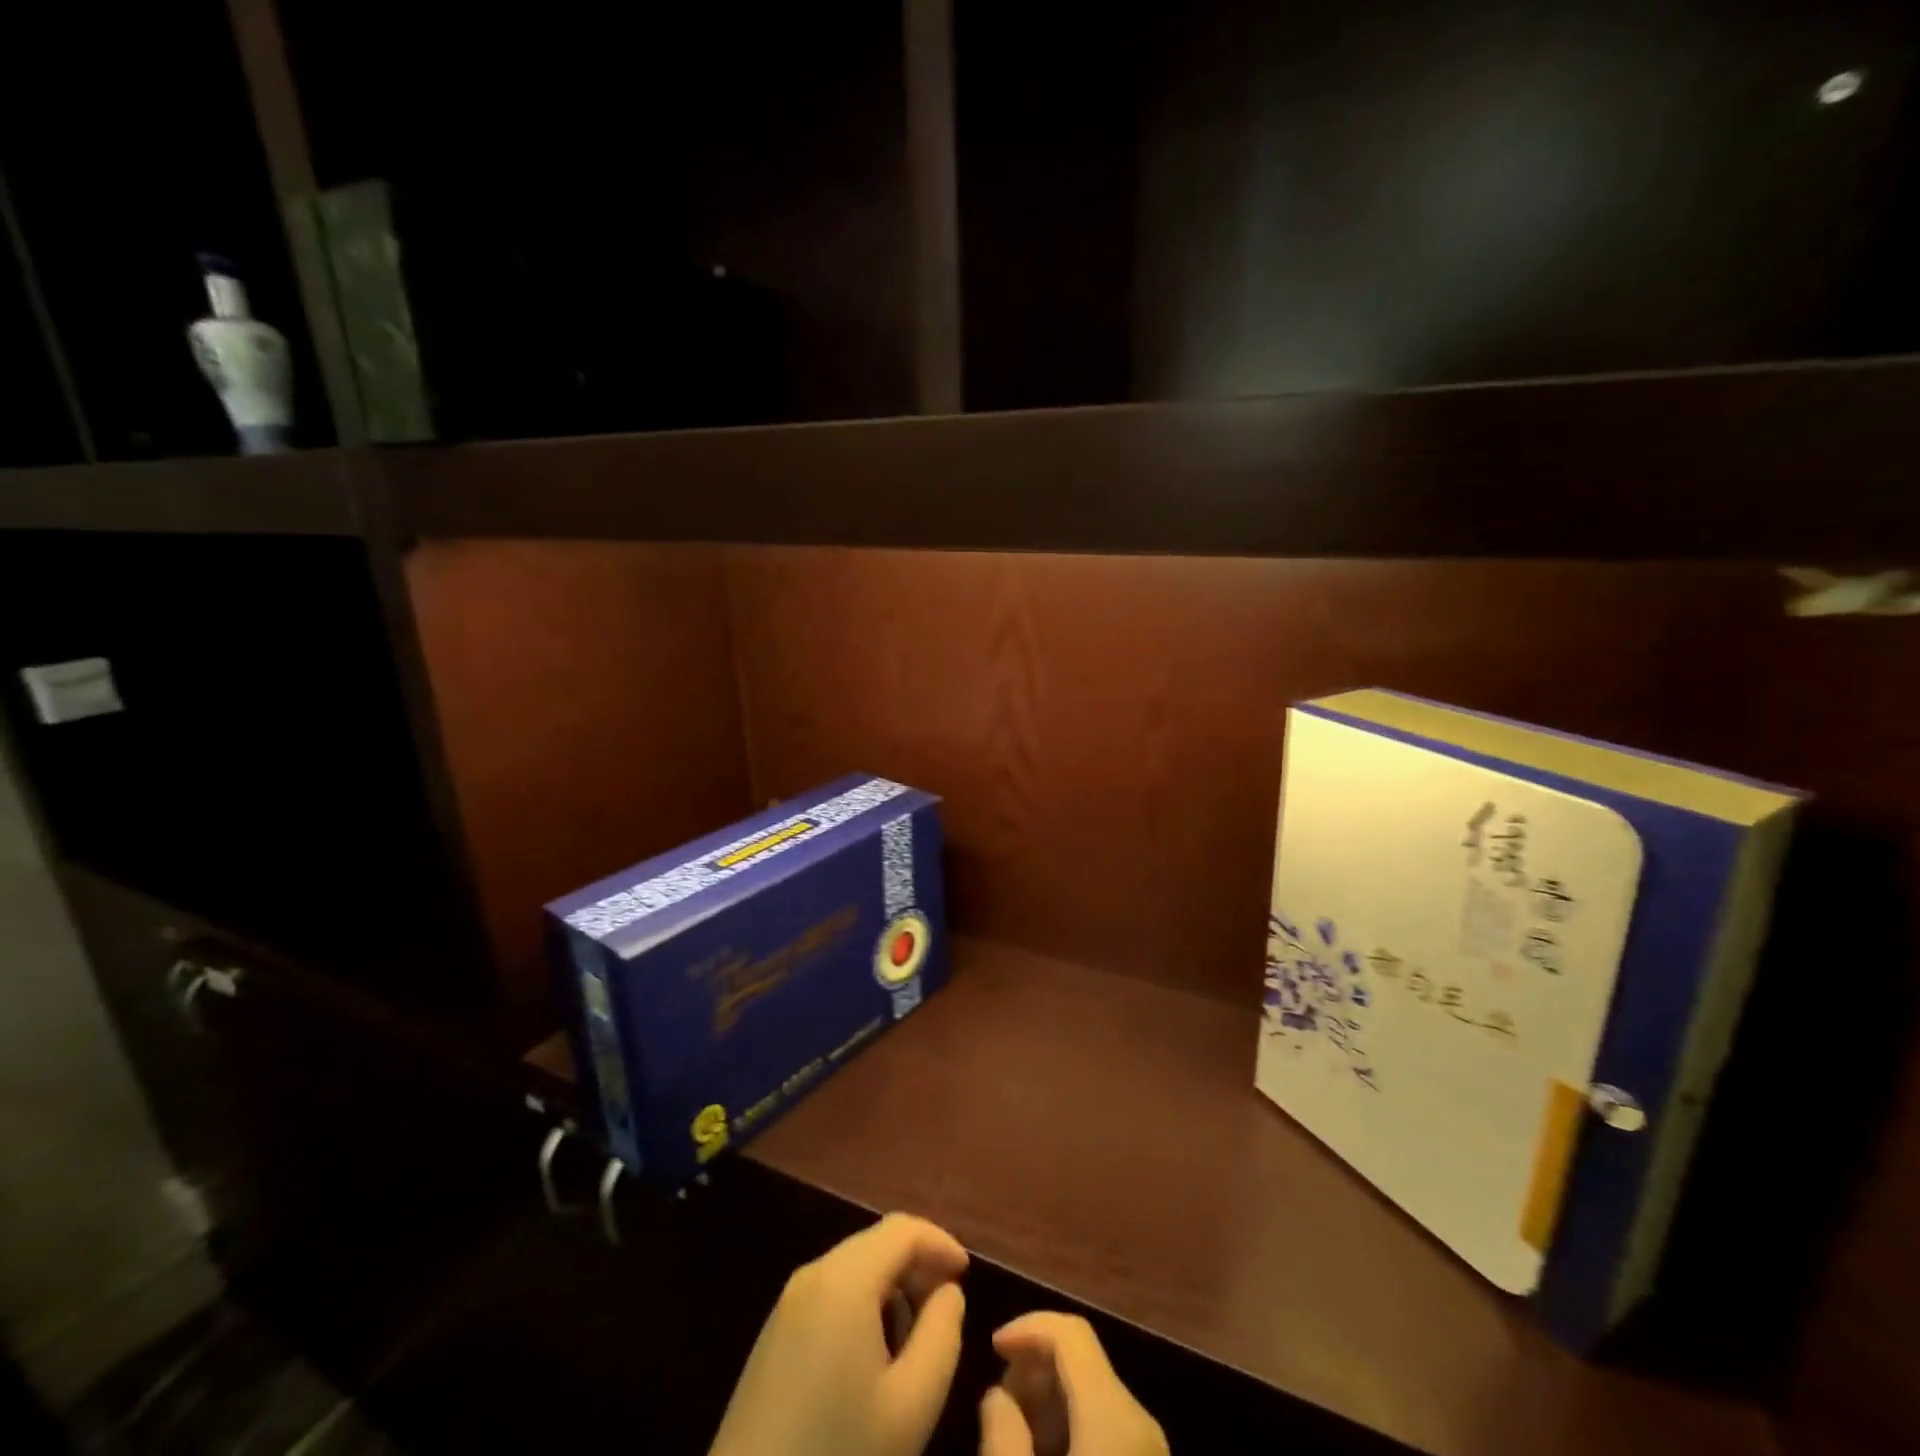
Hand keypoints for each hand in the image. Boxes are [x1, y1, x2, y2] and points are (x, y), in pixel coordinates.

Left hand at [709, 1212, 968, 1455]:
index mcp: (845, 1279)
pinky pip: (831, 1292)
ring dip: (892, 1285)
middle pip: (877, 1242)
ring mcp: (788, 1303)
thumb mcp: (912, 1404)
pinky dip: (863, 1303)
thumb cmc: (839, 1454)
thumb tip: (947, 1292)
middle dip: (917, 1264)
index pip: (903, 1229)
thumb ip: (942, 1334)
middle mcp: (813, 1274)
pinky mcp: (774, 1333)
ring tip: (916, 1336)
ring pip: (854, 1267)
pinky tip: (875, 1354)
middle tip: (945, 1308)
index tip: (967, 1275)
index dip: (941, 1242)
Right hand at [980, 1313, 1167, 1455]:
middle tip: (1000, 1400)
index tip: (992, 1350)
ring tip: (1016, 1430)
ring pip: (1095, 1394)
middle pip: (1083, 1360)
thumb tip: (998, 1395)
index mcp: (1114, 1412)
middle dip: (1037, 1365)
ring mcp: (1151, 1449)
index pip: (1070, 1332)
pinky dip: (1073, 1424)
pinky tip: (1047, 1451)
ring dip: (1052, 1397)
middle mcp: (1140, 1419)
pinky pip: (1108, 1426)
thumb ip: (1002, 1435)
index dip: (1027, 1327)